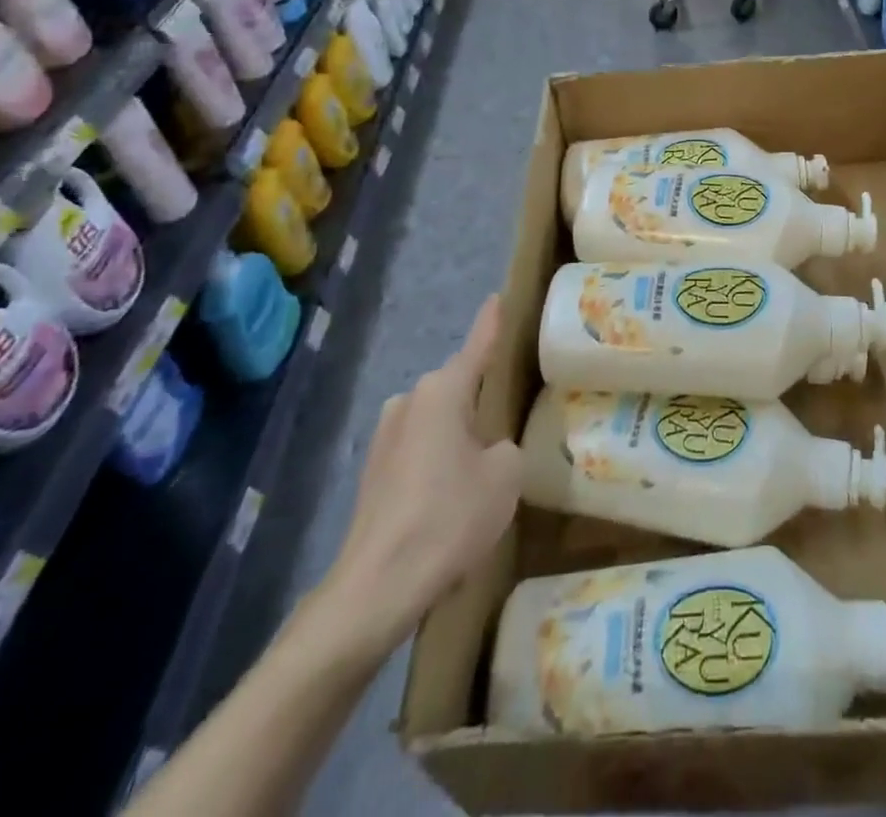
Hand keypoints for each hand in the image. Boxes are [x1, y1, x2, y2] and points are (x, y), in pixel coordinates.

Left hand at [311, 295, 521, 666]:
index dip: (491, 323)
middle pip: (457, 387)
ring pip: (438, 421)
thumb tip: (489, 450)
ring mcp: (385, 437)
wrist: (377, 587)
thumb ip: (507, 447)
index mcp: (443, 391)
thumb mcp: (506, 475)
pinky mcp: (373, 473)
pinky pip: (420, 450)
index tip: (498, 298)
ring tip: (484, 469)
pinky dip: (440, 462)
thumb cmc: (449, 517)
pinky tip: (452, 499)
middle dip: (482, 397)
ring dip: (460, 434)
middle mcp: (409, 401)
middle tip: (512, 415)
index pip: (477, 345)